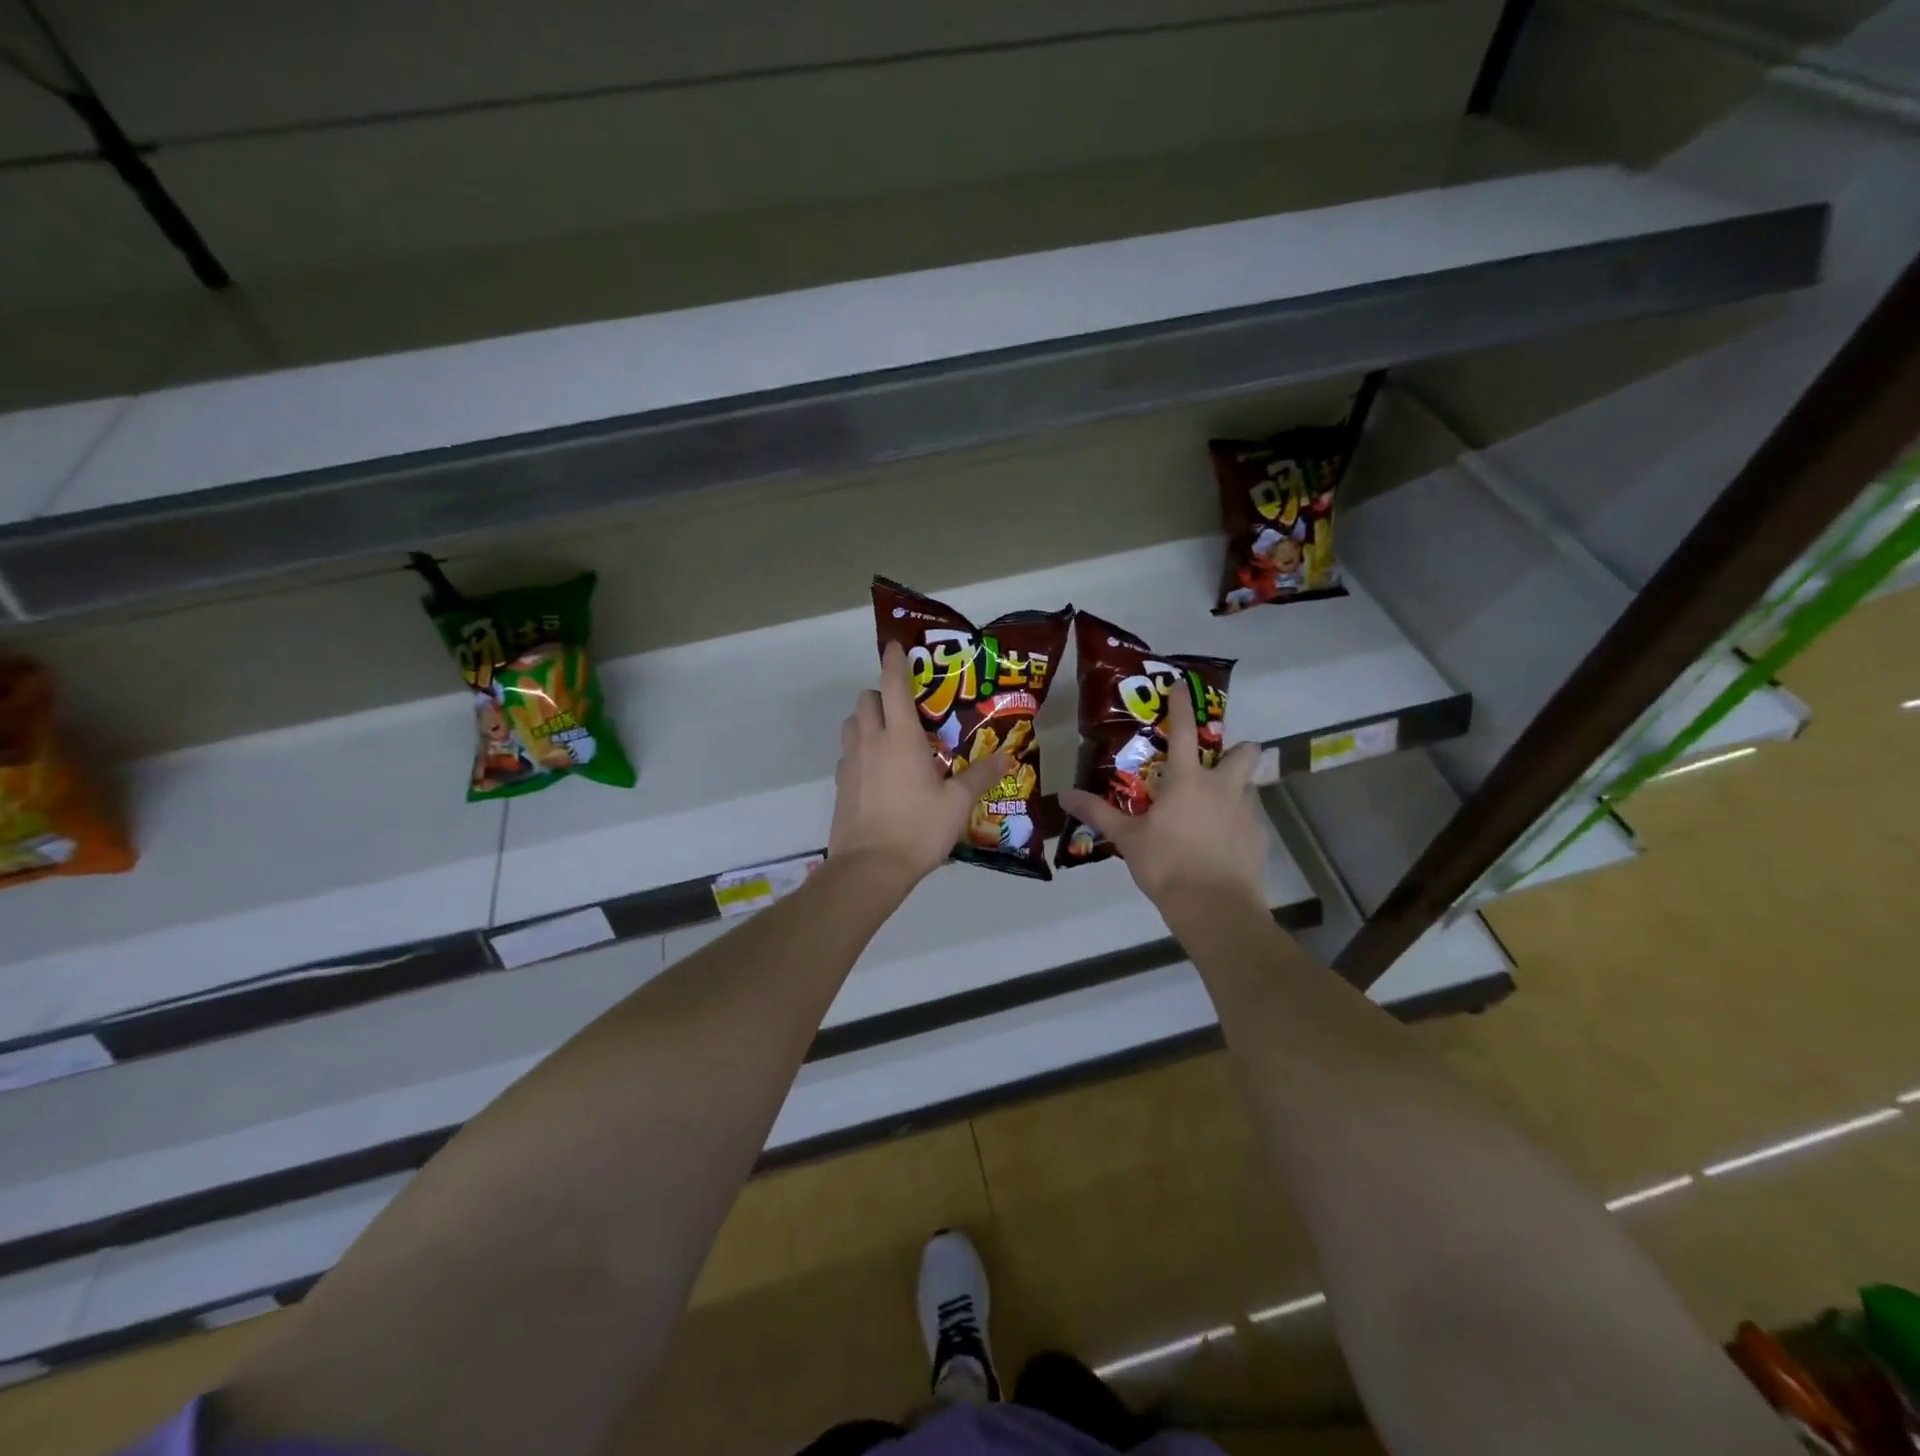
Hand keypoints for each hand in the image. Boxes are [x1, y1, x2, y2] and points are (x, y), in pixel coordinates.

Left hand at [830, 642, 1010, 884]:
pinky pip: (847, 755)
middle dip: (881, 694)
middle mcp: (870, 742)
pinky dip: (859, 751)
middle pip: (865, 700)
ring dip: (866, 720)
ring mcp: (850, 764)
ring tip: (889, 737)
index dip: (894, 662)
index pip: (893, 686)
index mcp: (900, 738)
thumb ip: (980, 776)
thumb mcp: (957, 803)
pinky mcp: (840, 786)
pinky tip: (877, 772)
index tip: (895, 646)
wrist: (869, 868)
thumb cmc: (918, 829)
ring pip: (851, 725)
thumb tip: (1008, 756)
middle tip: (905, 708)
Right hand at [1059, 688, 1266, 914]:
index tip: (1181, 686)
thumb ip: (1098, 813)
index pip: (1185, 731)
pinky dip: (1238, 822)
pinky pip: (1251, 818)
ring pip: (1249, 786)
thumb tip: (1063, 795)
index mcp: (1188, 781)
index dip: (1182, 706)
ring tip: (1214, 811)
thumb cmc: (1166, 865)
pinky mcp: (1260, 837)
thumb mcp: (1127, 838)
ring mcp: (1247, 812)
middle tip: (1215, 766)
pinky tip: (1222, 843)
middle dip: (1237, 750)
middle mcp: (1224, 787)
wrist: (1215, 908)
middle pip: (1245, 752)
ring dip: (1235, 788)